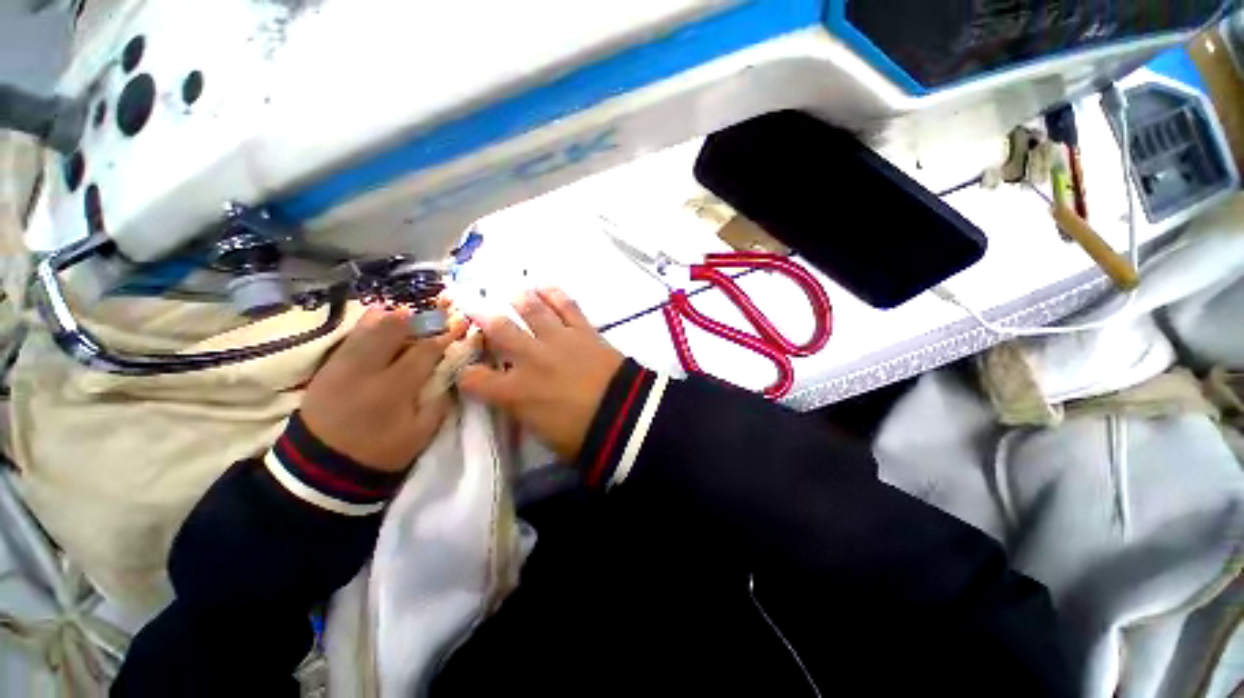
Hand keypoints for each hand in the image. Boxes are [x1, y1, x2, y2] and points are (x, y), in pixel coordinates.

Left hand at [301, 307, 468, 471]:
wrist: (321, 468)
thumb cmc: (379, 453)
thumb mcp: (420, 434)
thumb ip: (438, 401)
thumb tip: (449, 375)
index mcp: (394, 388)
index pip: (425, 351)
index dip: (446, 335)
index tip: (461, 323)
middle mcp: (365, 369)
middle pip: (393, 329)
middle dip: (419, 318)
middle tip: (436, 313)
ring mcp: (341, 365)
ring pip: (368, 328)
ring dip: (393, 318)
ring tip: (410, 314)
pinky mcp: (326, 368)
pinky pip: (350, 337)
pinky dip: (368, 326)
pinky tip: (379, 320)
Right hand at [458, 288, 623, 460]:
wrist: (623, 416)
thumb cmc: (581, 435)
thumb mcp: (541, 432)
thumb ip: (522, 410)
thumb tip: (516, 398)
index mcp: (515, 392)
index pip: (473, 379)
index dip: (467, 374)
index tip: (470, 371)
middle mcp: (530, 359)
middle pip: (498, 329)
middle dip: (482, 316)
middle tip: (473, 305)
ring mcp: (557, 340)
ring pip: (531, 310)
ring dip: (519, 299)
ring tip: (513, 293)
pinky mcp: (583, 330)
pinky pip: (566, 305)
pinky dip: (554, 294)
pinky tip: (544, 286)